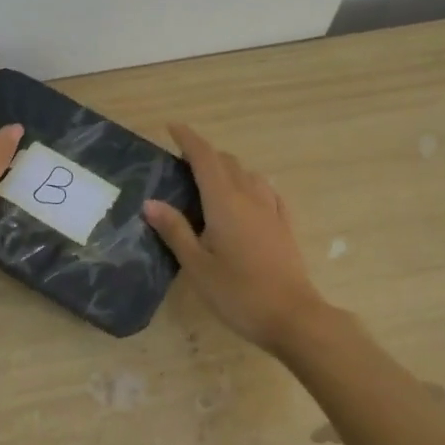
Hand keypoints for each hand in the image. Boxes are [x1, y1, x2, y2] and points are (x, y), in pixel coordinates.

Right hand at [143, 123, 327, 351]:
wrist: (292, 317)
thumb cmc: (238, 293)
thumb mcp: (197, 265)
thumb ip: (175, 230)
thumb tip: (151, 202)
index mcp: (224, 202)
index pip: (205, 158)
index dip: (188, 139)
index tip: (173, 127)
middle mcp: (250, 197)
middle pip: (227, 163)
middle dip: (205, 154)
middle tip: (183, 162)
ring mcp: (271, 211)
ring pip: (249, 175)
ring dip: (228, 169)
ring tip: (211, 181)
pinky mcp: (284, 227)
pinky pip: (267, 193)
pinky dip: (251, 185)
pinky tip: (248, 197)